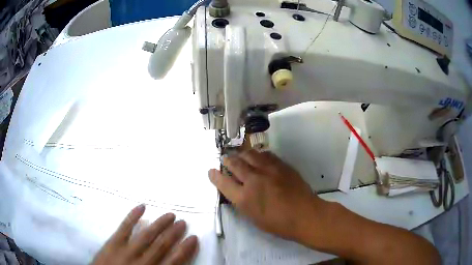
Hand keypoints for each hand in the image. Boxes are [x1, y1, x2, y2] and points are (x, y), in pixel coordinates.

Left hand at [92, 205, 197, 264]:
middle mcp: (142, 262)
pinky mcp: (112, 243)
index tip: (193, 238)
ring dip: (159, 224)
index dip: (185, 249)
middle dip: (174, 233)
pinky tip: (142, 207)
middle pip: (162, 245)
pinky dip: (133, 216)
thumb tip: (172, 261)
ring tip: (170, 215)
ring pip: (146, 236)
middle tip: (183, 222)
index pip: (174, 261)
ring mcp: (126, 251)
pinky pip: (124, 228)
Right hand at [208, 150, 324, 241]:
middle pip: (235, 164)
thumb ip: (243, 202)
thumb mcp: (254, 217)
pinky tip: (259, 156)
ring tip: (240, 155)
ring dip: (242, 154)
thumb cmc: (278, 223)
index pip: (223, 183)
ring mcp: (268, 170)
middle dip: (227, 160)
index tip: (211, 171)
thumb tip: (237, 191)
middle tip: (225, 158)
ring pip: (250, 154)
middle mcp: (254, 180)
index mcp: (244, 198)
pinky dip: (258, 154)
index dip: (215, 176)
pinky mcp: (281, 165)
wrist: (305, 215)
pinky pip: (266, 154)